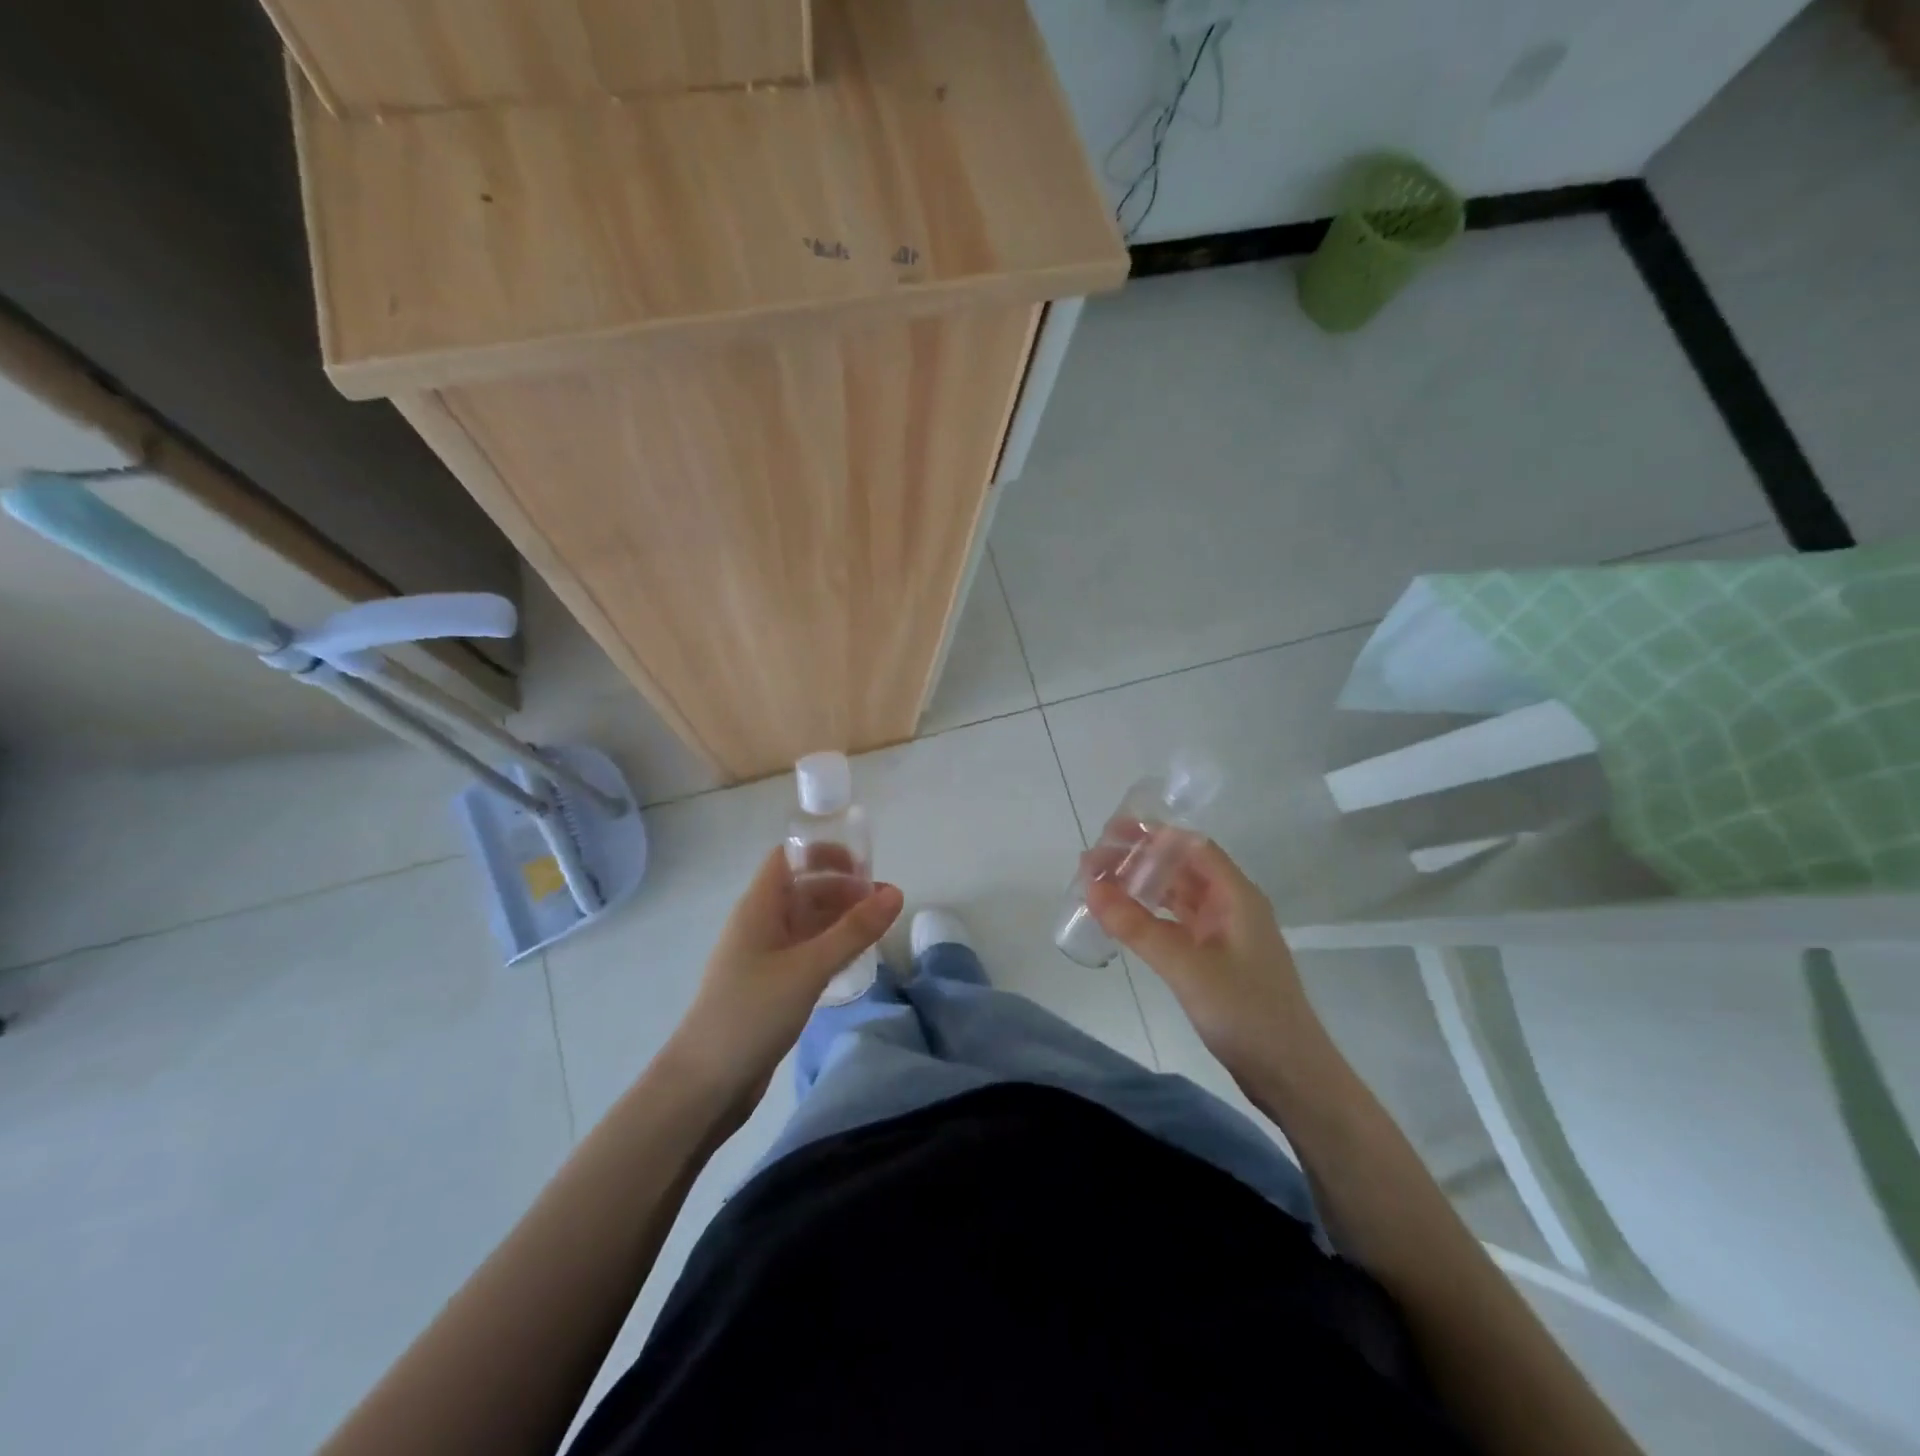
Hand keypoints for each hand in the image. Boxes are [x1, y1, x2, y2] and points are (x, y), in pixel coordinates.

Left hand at [667, 847, 902, 1119]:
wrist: (704, 1085)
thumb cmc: (751, 1013)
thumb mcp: (809, 967)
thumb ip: (854, 931)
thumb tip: (896, 893)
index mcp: (759, 907)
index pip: (789, 857)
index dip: (824, 853)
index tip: (864, 865)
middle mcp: (760, 924)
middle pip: (803, 889)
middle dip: (843, 889)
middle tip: (885, 902)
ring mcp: (763, 957)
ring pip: (807, 923)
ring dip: (840, 920)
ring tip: (880, 929)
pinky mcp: (770, 987)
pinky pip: (805, 953)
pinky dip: (831, 947)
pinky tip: (856, 960)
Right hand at [1086, 839, 1324, 1084]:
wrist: (1291, 1076)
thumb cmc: (1245, 1012)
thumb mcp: (1186, 966)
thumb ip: (1136, 926)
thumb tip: (1090, 886)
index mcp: (1236, 895)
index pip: (1191, 846)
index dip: (1152, 836)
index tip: (1110, 835)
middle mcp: (1232, 906)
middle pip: (1182, 868)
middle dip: (1140, 860)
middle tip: (1095, 862)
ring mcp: (1225, 934)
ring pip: (1178, 896)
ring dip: (1142, 888)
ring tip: (1101, 885)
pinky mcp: (1217, 960)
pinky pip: (1178, 924)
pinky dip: (1150, 917)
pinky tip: (1125, 920)